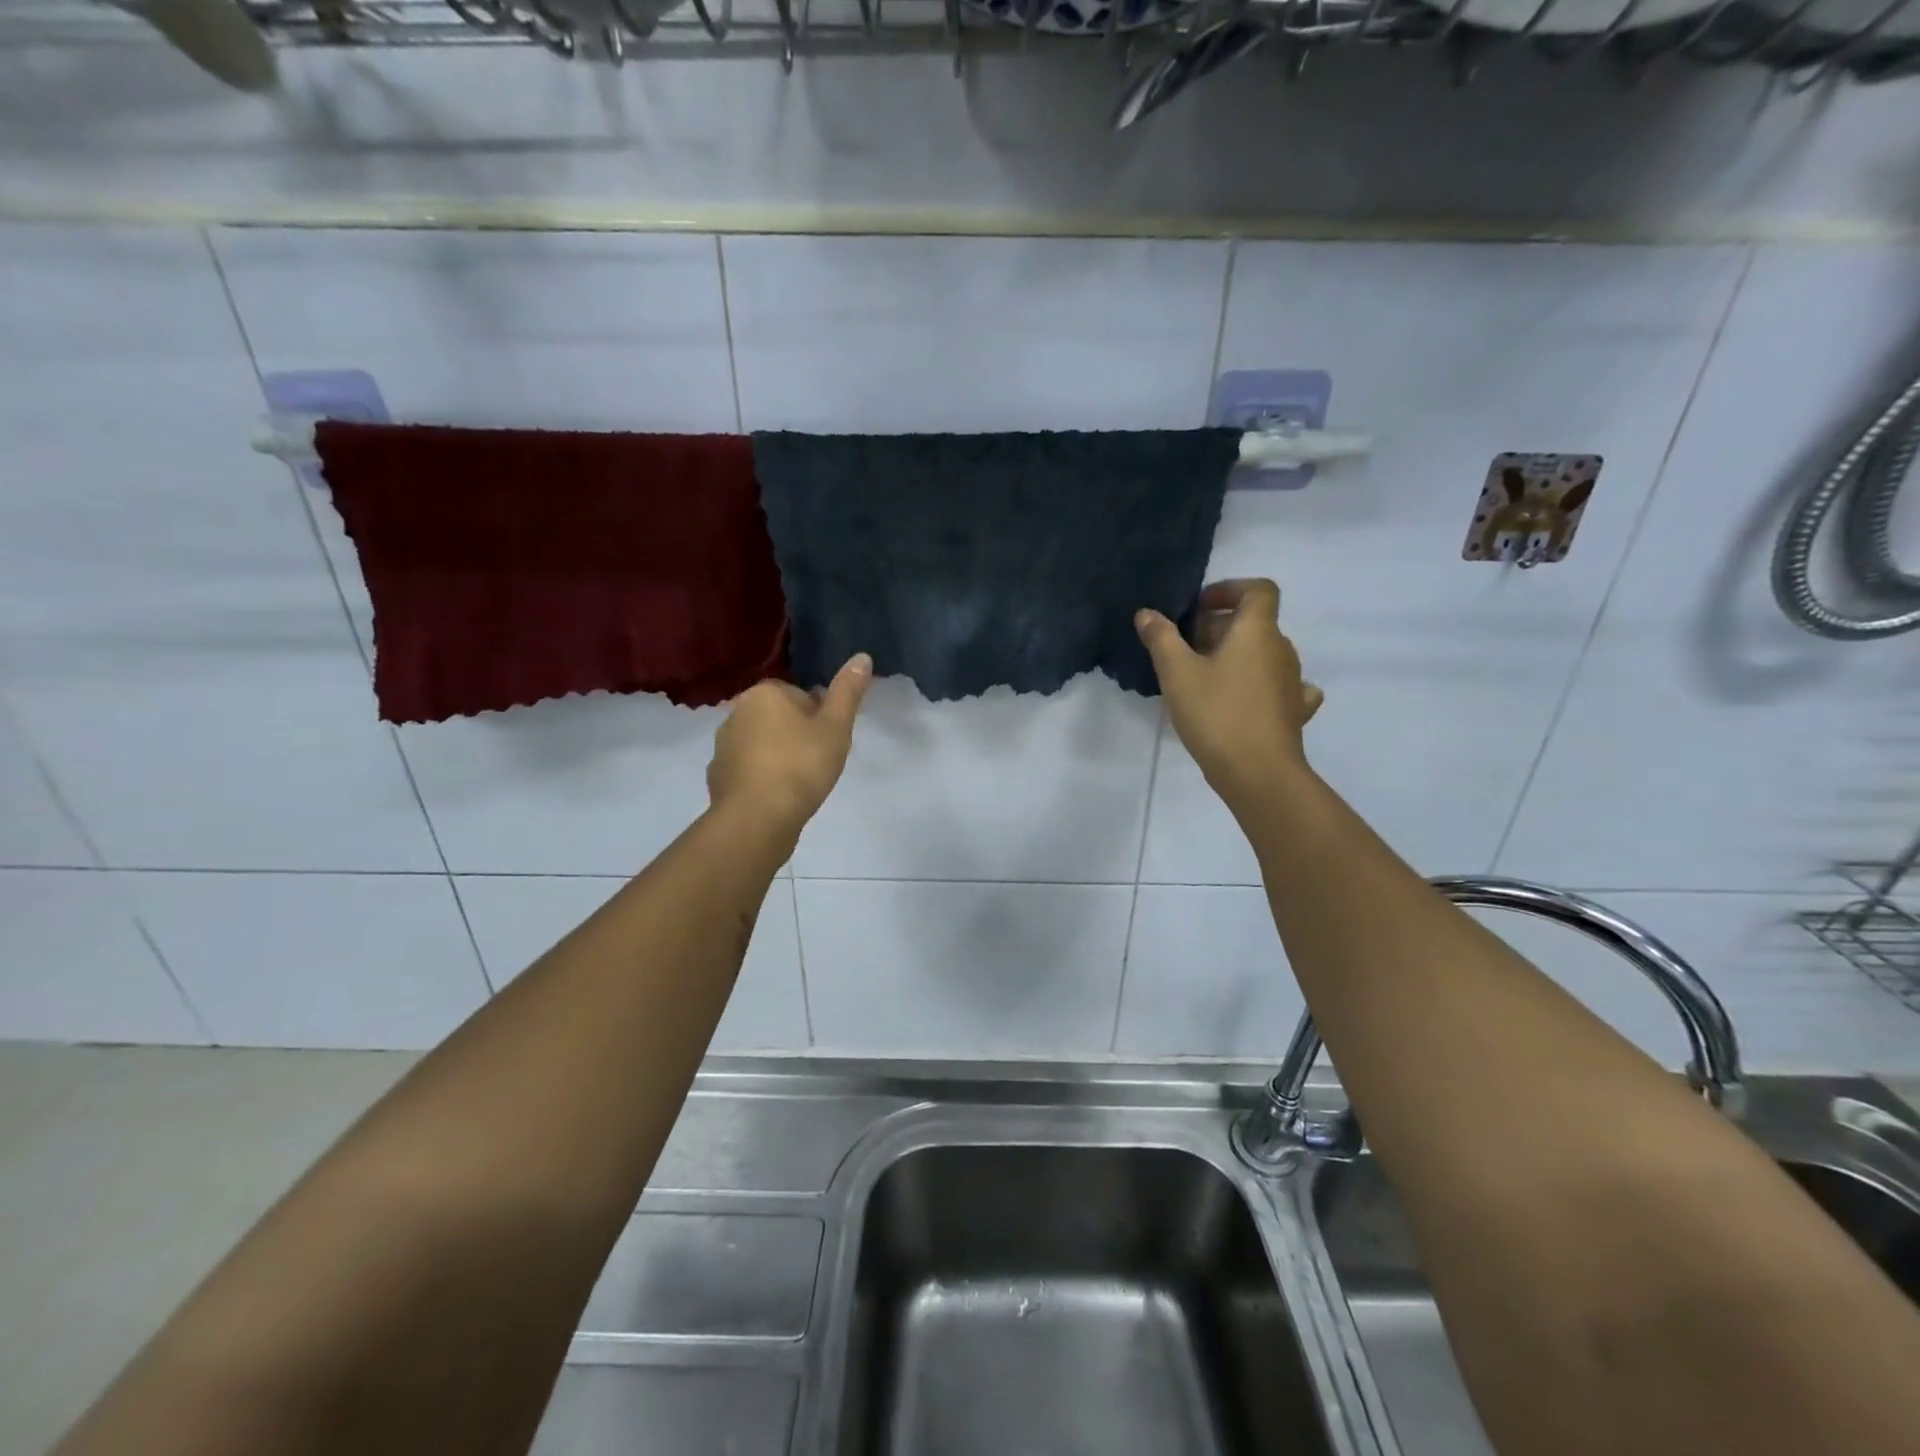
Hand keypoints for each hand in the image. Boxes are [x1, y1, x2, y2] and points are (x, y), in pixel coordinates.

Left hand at [707, 654, 872, 833]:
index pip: (800, 695)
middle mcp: (737, 711)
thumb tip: (862, 656)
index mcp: (765, 693)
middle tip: (817, 762)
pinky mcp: (717, 774)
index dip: (819, 718)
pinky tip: (777, 797)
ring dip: (778, 755)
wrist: (757, 817)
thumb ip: (848, 691)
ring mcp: (723, 744)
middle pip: (779, 717)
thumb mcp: (836, 727)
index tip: (828, 741)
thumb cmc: (801, 765)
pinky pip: (747, 768)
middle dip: (797, 734)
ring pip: (761, 742)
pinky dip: (761, 777)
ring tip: (799, 783)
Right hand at [1136, 580, 1323, 808]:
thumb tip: (1147, 613)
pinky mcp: (1294, 712)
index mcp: (1258, 631)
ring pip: (1265, 654)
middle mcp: (1282, 650)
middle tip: (1185, 649)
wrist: (1258, 773)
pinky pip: (1280, 686)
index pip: (1258, 589)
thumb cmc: (1216, 713)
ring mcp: (1293, 682)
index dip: (1229, 589)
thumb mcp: (1177, 673)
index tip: (1199, 607)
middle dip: (1221, 627)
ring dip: (1237, 656)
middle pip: (1256, 623)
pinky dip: (1261, 684)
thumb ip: (1161, 638)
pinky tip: (1245, 699)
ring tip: (1204, 677)